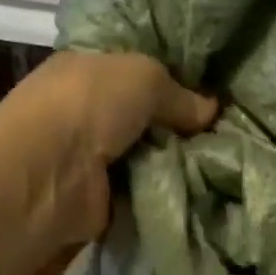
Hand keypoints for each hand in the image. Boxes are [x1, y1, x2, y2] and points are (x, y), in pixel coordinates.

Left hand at [3, 49, 216, 245]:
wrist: (52, 172)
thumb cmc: (89, 106)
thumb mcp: (144, 78)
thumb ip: (179, 93)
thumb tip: (211, 110)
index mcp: (85, 73)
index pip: (132, 76)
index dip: (169, 83)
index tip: (208, 97)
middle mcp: (85, 116)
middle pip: (143, 121)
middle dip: (177, 130)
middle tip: (223, 138)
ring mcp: (90, 161)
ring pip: (146, 160)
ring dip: (174, 166)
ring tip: (218, 168)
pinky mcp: (99, 201)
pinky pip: (141, 195)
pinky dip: (162, 197)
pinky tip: (195, 194)